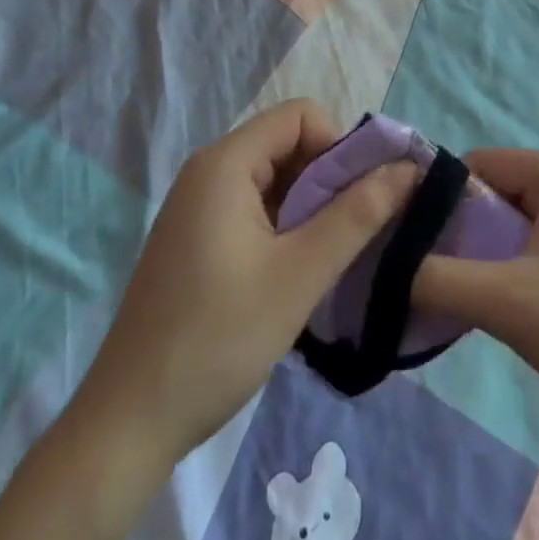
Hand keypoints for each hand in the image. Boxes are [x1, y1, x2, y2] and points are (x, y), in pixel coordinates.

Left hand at [74, 100, 417, 471]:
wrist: (130, 423)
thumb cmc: (218, 339)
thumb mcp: (300, 274)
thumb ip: (358, 215)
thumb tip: (408, 168)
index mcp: (225, 163)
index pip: (301, 116)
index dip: (339, 147)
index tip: (357, 201)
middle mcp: (208, 172)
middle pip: (288, 145)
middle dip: (329, 180)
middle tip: (351, 236)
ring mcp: (198, 207)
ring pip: (275, 180)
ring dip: (310, 208)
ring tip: (325, 261)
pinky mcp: (197, 239)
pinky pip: (254, 209)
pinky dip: (285, 228)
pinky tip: (294, 274)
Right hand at [412, 150, 538, 441]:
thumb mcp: (506, 303)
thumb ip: (436, 278)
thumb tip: (383, 266)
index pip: (477, 166)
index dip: (438, 201)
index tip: (408, 246)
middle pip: (493, 196)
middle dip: (460, 235)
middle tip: (430, 281)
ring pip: (511, 227)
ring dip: (482, 260)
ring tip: (460, 300)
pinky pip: (533, 250)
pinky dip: (507, 274)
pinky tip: (496, 312)